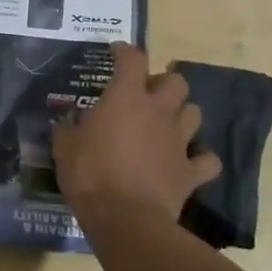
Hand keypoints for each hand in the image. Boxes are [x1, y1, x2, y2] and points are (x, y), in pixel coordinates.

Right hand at [54, 43, 219, 231]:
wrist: (125, 219)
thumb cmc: (90, 174)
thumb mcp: (64, 148)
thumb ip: (67, 130)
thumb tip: (65, 125)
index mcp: (125, 97)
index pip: (132, 59)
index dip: (125, 51)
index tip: (116, 52)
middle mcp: (158, 111)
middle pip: (176, 81)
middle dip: (164, 83)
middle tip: (148, 94)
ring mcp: (179, 140)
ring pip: (194, 112)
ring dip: (182, 114)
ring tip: (168, 124)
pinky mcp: (190, 171)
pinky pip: (207, 159)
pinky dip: (201, 158)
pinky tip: (190, 162)